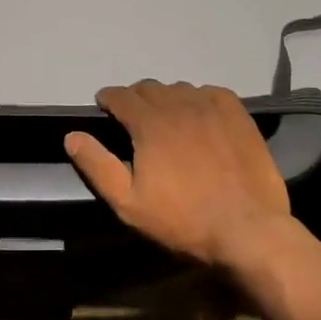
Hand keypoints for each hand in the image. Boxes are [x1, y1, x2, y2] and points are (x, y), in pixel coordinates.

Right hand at [64, 79, 290, 267]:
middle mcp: (178, 105)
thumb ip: (97, 165)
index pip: (120, 95)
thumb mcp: (128, 203)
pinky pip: (211, 92)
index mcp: (149, 123)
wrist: (248, 231)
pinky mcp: (238, 116)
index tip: (104, 108)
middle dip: (135, 99)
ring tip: (167, 119)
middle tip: (133, 119)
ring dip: (166, 99)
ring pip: (179, 88)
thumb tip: (72, 135)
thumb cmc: (183, 220)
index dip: (108, 99)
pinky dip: (198, 98)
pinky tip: (199, 115)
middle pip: (149, 88)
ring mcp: (212, 107)